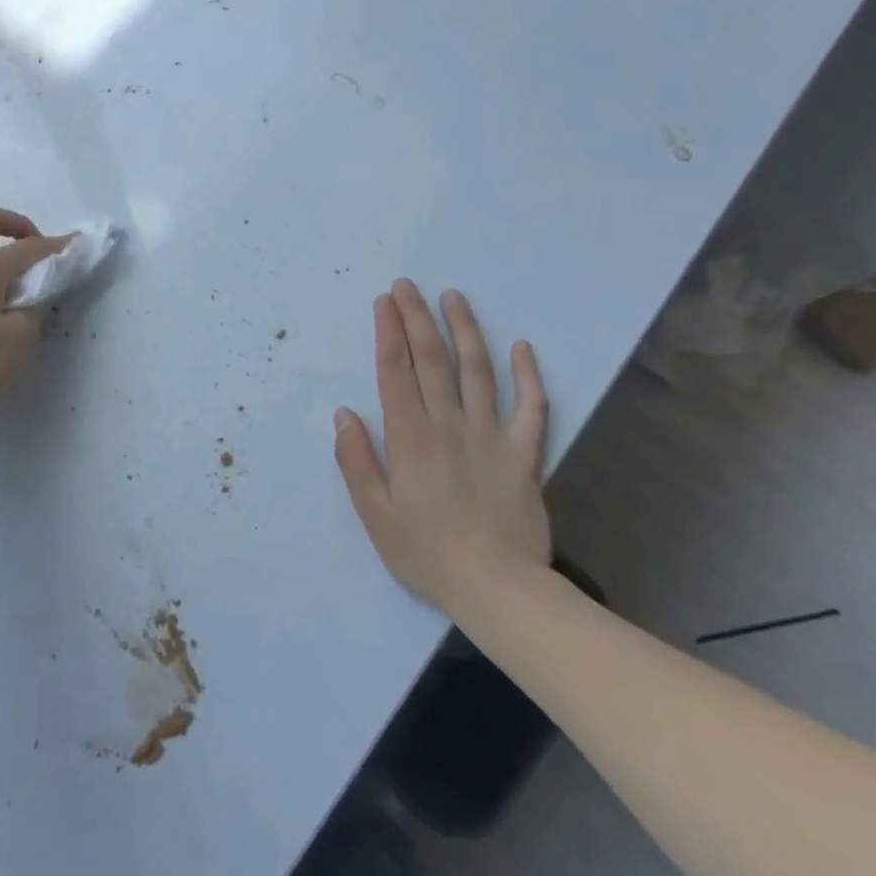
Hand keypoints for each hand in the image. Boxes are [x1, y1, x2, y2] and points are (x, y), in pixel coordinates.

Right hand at [334, 279, 552, 624]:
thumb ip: (356, 461)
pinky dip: (529, 376)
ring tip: (454, 297)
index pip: (395, 371)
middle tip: (408, 285)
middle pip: (432, 359)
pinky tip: (523, 347)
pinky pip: (531, 408)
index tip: (384, 301)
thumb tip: (344, 414)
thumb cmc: (427, 553)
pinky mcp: (524, 454)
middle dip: (417, 317)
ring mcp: (491, 435)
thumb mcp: (375, 515)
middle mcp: (449, 424)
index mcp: (411, 437)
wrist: (499, 590)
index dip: (388, 332)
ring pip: (478, 370)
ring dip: (465, 330)